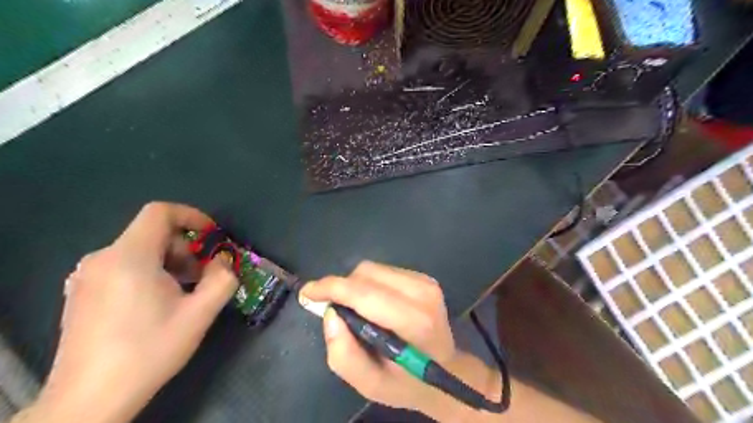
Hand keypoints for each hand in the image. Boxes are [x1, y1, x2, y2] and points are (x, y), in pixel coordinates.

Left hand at [30, 202, 235, 422]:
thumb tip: (223, 263)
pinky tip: (157, 304)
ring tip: (183, 293)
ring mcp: (86, 277)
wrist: (89, 400)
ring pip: (138, 251)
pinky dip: (148, 273)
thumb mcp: (199, 314)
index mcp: (129, 257)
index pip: (160, 212)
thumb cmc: (149, 350)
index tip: (212, 236)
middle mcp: (101, 259)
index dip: (191, 216)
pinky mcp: (81, 293)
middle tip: (202, 276)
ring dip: (169, 263)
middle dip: (185, 248)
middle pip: (152, 234)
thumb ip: (222, 279)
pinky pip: (122, 267)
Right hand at [299, 260, 497, 418]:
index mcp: (414, 320)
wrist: (448, 370)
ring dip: (355, 286)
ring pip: (373, 269)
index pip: (364, 293)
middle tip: (335, 311)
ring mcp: (425, 281)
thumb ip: (344, 354)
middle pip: (366, 274)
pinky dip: (369, 284)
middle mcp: (422, 292)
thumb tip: (330, 314)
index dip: (331, 288)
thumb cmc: (407, 381)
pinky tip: (373, 305)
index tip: (307, 292)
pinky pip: (383, 271)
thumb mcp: (371, 384)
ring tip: (356, 311)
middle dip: (342, 288)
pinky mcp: (424, 277)